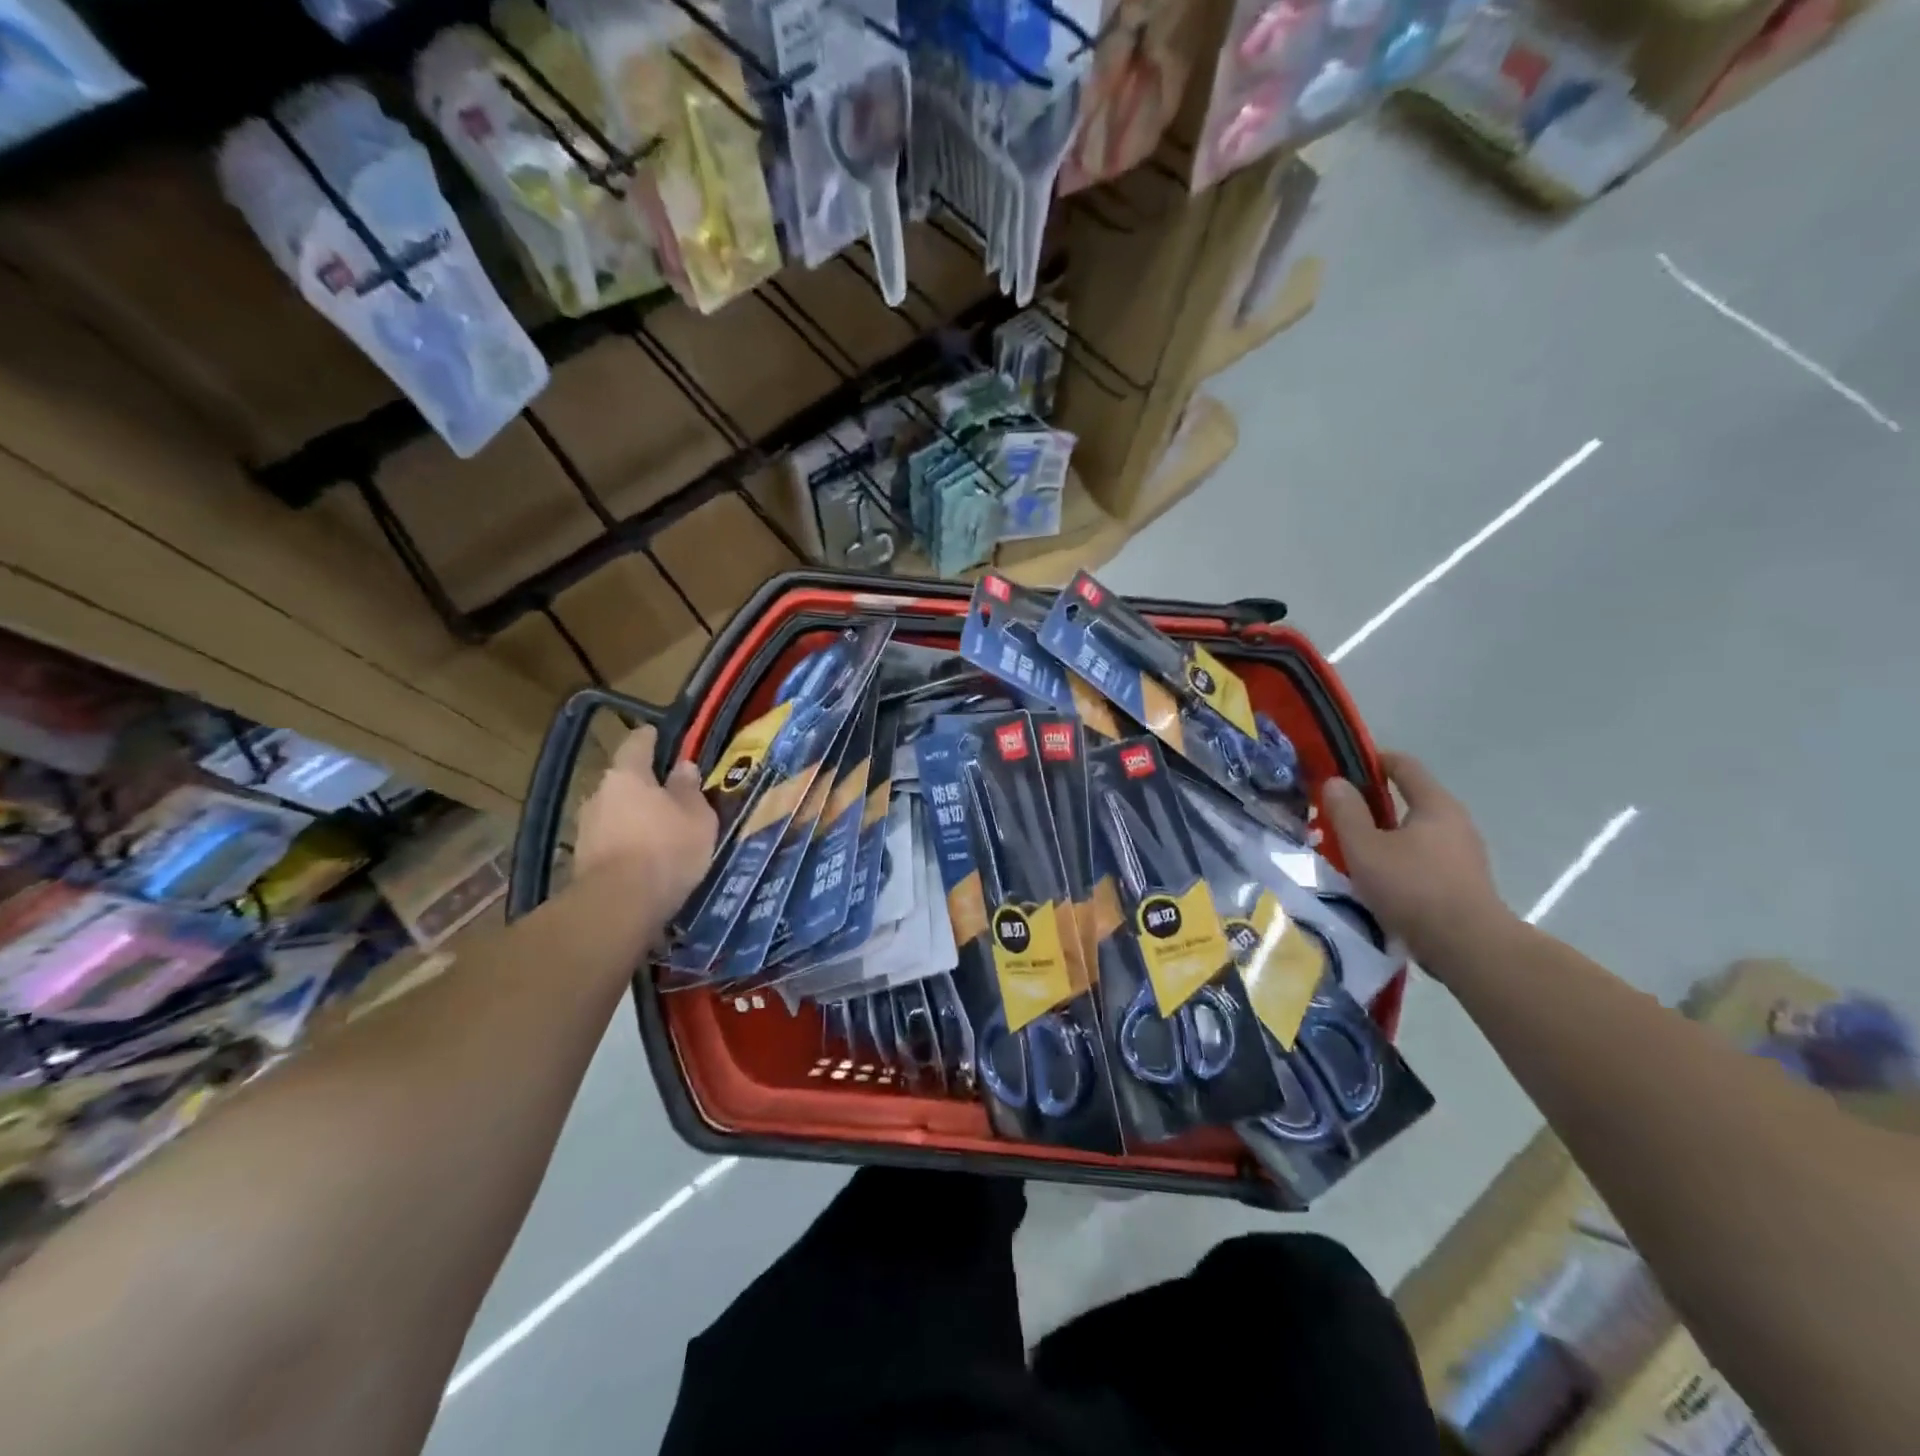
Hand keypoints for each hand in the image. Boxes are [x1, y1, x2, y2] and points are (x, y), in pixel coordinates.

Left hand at [575, 725, 717, 914]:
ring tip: (660, 829)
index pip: (638, 743)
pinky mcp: (582, 859)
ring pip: (616, 811)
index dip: (652, 738)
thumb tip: (683, 767)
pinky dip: (627, 842)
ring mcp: (586, 828)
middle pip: (624, 780)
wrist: (619, 906)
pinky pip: (611, 840)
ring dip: (634, 816)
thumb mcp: (697, 816)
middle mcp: (599, 793)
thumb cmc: (666, 848)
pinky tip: (645, 856)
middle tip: (670, 793)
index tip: (662, 736)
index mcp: (627, 774)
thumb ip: (689, 789)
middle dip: (645, 785)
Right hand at [1318, 751, 1514, 971]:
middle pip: (1410, 799)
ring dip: (1385, 835)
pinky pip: (1424, 858)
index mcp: (1435, 805)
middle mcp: (1456, 822)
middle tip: (1338, 815)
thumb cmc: (1413, 888)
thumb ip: (1346, 812)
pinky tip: (1378, 879)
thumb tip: (1336, 781)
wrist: (1468, 948)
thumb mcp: (1365, 848)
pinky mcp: (1463, 883)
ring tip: (1353, 850)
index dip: (1372, 760)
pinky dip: (1399, 859)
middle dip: (1373, 803)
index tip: (1341, 767)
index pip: (1404, 765)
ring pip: (1416, 832)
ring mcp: (1464, 854)